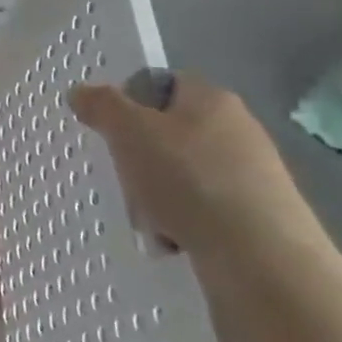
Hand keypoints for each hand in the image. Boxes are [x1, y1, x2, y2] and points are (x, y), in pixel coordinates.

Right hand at [69, 73, 323, 259]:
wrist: (260, 257)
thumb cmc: (189, 180)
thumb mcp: (130, 133)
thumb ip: (102, 106)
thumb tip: (81, 91)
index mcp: (211, 98)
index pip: (162, 84)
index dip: (130, 103)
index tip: (111, 132)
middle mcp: (237, 128)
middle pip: (167, 133)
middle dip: (139, 158)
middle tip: (126, 180)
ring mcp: (251, 172)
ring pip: (181, 174)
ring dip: (157, 195)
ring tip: (150, 220)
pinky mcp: (259, 214)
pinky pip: (203, 208)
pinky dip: (182, 222)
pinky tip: (174, 241)